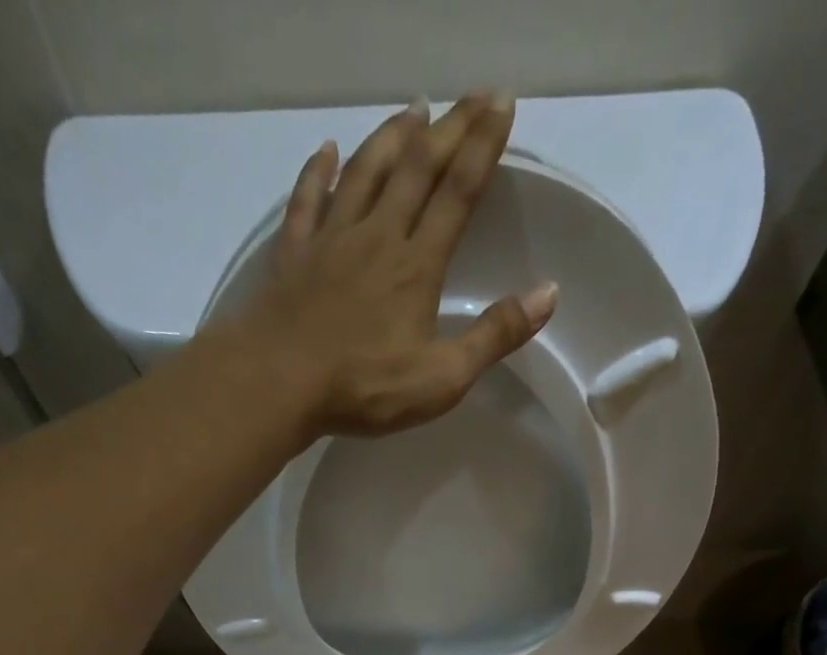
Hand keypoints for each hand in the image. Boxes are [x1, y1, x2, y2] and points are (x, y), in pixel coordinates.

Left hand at [236, 92, 556, 439]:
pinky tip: (326, 150)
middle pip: (418, 168)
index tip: (502, 103)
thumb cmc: (365, 387)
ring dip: (392, 136)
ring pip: (366, 171)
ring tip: (414, 108)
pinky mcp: (294, 254)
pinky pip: (308, 200)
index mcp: (417, 265)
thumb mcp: (442, 378)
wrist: (279, 383)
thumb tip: (547, 293)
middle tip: (473, 95)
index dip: (483, 146)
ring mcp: (331, 240)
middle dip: (449, 128)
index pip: (458, 193)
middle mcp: (377, 236)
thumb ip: (494, 336)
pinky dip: (318, 171)